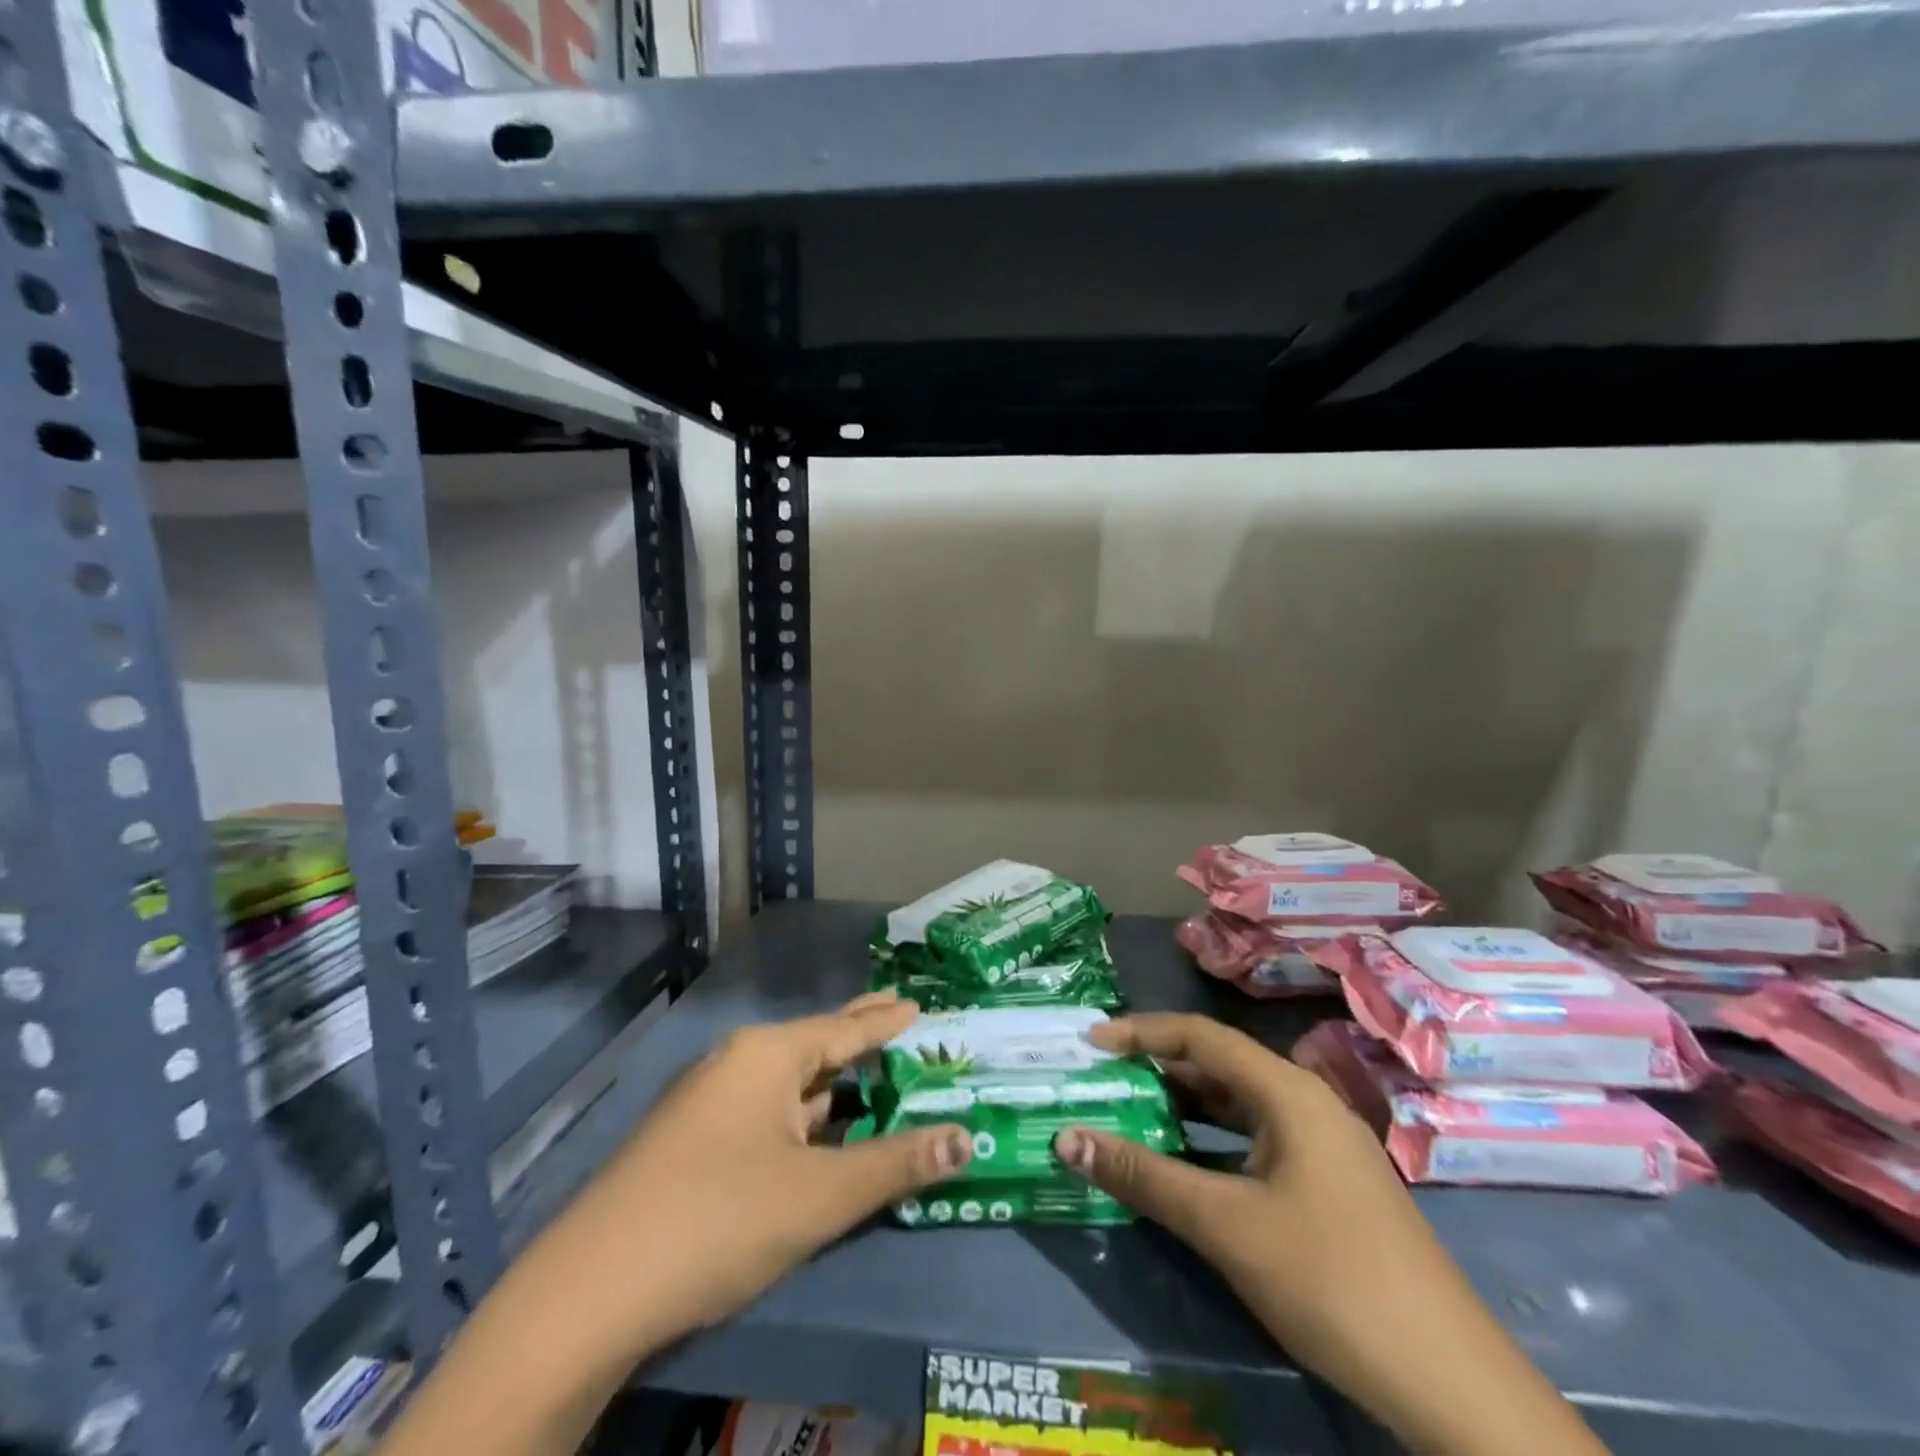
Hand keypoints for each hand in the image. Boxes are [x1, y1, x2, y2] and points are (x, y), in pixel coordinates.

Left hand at [562, 990, 972, 1351]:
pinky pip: (766, 1114)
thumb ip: (896, 1164)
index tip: (920, 1005)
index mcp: (768, 1055)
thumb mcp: (820, 1194)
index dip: (886, 1020)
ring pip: (789, 1086)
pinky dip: (803, 1119)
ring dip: (834, 1088)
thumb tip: (967, 1139)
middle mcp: (738, 1063)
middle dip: (859, 1039)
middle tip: (900, 1020)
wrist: (591, 1291)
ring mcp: (710, 1102)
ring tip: (876, 1083)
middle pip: (816, 1046)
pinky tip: (821, 1134)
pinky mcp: (693, 1142)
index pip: (845, 1029)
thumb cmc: (720, 1218)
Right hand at [1053, 1014, 1607, 1455]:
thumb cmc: (1331, 1280)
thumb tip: (1067, 1139)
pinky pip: (1255, 1140)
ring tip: (1129, 1113)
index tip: (1090, 1042)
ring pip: (1237, 1105)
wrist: (1451, 1384)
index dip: (1141, 1032)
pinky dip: (1211, 1142)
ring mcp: (1321, 1144)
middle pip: (1218, 1065)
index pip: (1200, 1035)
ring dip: (1183, 1107)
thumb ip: (1145, 1176)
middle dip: (1157, 1069)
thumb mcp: (1227, 1225)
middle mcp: (1305, 1102)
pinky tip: (1183, 1164)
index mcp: (1288, 1091)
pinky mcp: (1328, 1183)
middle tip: (1102, 1080)